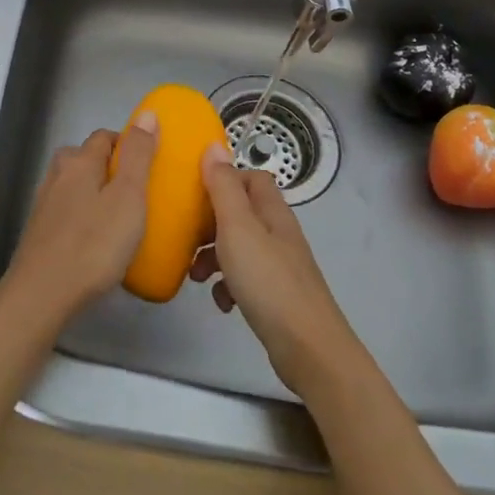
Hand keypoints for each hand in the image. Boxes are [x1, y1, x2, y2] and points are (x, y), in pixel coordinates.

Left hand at [1, 115, 157, 324]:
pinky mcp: (39, 232)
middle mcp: (57, 175)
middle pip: (85, 158)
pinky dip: (83, 215)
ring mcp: (44, 204)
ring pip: (75, 185)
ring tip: (120, 217)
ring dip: (96, 192)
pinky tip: (96, 240)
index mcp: (79, 162)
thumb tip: (147, 114)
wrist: (42, 294)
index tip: (150, 164)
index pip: (104, 136)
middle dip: (110, 167)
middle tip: (137, 192)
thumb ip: (138, 155)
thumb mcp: (128, 197)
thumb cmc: (94, 244)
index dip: (128, 144)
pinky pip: (68, 211)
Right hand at [191, 143, 361, 394]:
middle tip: (187, 238)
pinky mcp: (276, 295)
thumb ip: (223, 187)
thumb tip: (213, 146)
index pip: (251, 177)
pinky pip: (245, 278)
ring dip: (213, 256)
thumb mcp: (238, 228)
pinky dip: (228, 285)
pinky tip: (222, 303)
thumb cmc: (268, 281)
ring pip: (239, 246)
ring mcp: (279, 265)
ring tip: (195, 276)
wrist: (307, 348)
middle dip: (210, 223)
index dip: (223, 180)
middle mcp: (278, 233)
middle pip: (241, 212)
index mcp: (272, 211)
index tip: (194, 194)